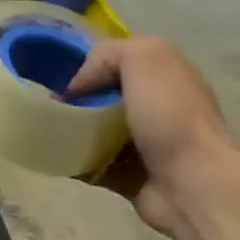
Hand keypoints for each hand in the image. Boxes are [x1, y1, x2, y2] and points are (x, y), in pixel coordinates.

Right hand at [67, 36, 239, 238]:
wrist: (191, 185)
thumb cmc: (170, 117)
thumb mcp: (145, 59)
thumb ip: (109, 54)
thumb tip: (77, 87)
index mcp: (166, 76)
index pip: (121, 61)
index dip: (90, 65)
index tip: (63, 78)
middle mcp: (157, 107)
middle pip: (104, 96)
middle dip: (76, 99)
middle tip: (50, 107)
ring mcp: (144, 144)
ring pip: (95, 130)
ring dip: (71, 130)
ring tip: (47, 131)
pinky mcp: (129, 176)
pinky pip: (91, 163)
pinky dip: (73, 160)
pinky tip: (56, 156)